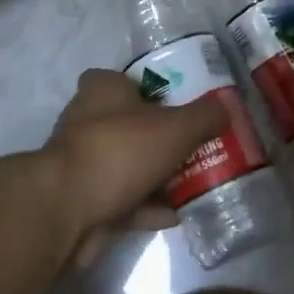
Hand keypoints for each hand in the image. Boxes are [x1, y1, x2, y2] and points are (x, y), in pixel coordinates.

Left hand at [43, 69, 229, 266]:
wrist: (67, 210)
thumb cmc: (121, 150)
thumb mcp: (176, 127)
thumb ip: (205, 117)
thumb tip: (226, 109)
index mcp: (102, 90)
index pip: (125, 79)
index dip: (151, 89)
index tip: (180, 105)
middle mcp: (87, 120)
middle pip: (131, 124)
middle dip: (161, 137)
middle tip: (196, 145)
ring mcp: (83, 163)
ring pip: (128, 164)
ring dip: (157, 175)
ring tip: (195, 182)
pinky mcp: (83, 201)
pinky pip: (123, 200)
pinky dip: (148, 207)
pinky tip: (178, 214)